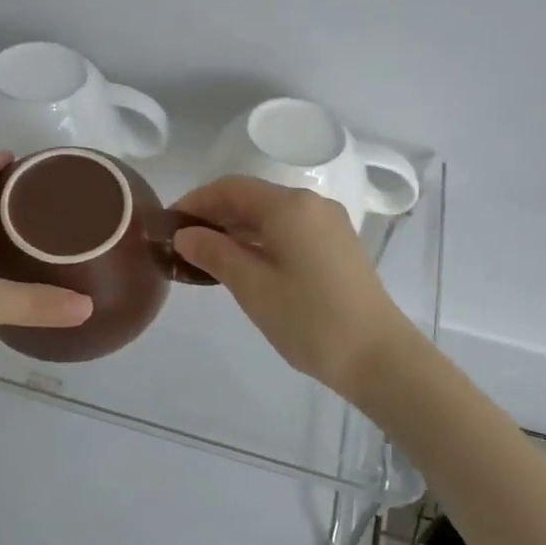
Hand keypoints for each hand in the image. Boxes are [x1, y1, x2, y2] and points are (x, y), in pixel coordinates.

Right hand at [170, 176, 420, 395]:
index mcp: (290, 206)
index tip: (168, 222)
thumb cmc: (309, 319)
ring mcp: (329, 225)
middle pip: (253, 198)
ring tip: (205, 256)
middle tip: (181, 242)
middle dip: (215, 215)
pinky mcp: (338, 246)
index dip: (196, 201)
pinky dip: (261, 240)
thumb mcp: (253, 287)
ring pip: (272, 215)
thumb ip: (215, 253)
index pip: (231, 188)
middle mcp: (312, 204)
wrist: (378, 356)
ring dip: (237, 229)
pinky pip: (290, 231)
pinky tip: (243, 264)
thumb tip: (185, 235)